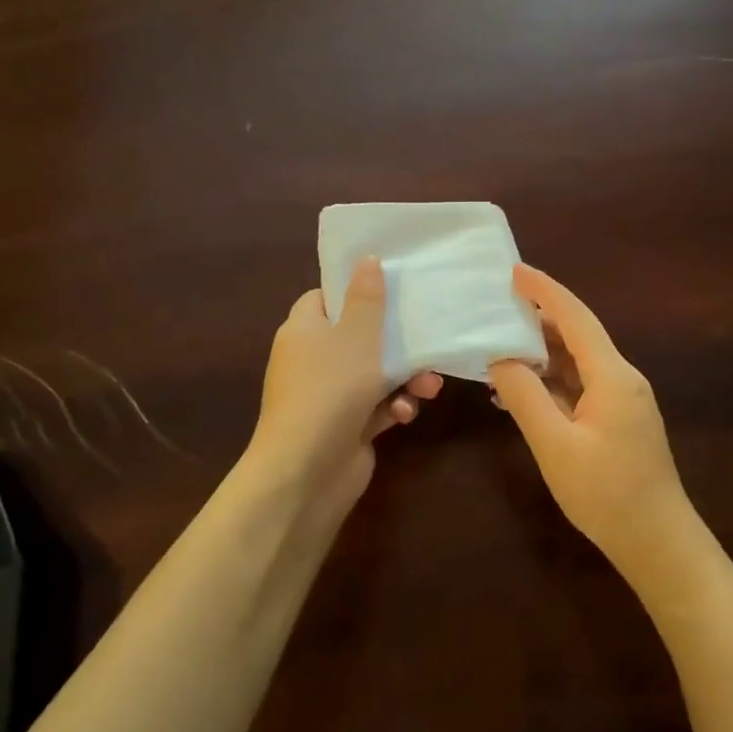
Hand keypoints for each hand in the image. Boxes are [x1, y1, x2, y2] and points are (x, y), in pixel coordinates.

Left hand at [248, 258, 441, 501]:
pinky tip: (405, 414)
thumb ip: (366, 298)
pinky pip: (377, 405)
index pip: (325, 298)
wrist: (307, 472)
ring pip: (375, 373)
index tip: (389, 288)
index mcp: (303, 330)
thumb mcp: (355, 336)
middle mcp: (312, 359)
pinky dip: (394, 406)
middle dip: (397, 342)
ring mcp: (329, 395)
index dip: (354, 291)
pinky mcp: (347, 425)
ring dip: (405, 377)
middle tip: (426, 339)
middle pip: (358, 335)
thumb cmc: (330, 389)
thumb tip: (367, 260)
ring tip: (429, 386)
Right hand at [489, 264, 690, 572]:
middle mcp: (622, 378)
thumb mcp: (555, 446)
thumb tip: (501, 359)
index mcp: (612, 375)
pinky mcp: (620, 420)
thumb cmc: (606, 494)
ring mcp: (624, 399)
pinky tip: (523, 391)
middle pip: (578, 335)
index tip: (514, 270)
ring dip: (543, 352)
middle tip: (498, 307)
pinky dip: (553, 381)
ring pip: (579, 362)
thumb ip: (525, 398)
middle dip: (539, 318)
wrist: (658, 542)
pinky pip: (583, 386)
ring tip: (501, 346)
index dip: (545, 290)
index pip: (575, 318)